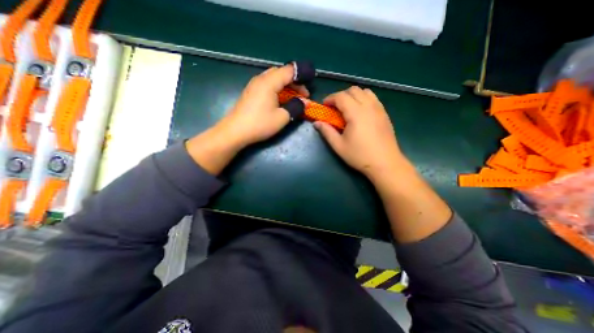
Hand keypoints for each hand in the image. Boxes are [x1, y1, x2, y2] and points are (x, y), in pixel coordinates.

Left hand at [217, 66, 310, 148]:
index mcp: (269, 82)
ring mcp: (253, 85)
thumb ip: (295, 107)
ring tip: (292, 98)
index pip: (289, 71)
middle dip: (294, 82)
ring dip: (285, 86)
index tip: (308, 91)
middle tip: (302, 95)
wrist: (235, 131)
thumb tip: (305, 103)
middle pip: (280, 73)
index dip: (301, 77)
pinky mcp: (250, 92)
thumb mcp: (282, 117)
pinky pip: (266, 85)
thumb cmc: (260, 124)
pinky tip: (279, 100)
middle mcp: (260, 79)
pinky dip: (276, 89)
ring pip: (273, 78)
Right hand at [313, 86, 406, 180]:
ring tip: (348, 108)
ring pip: (365, 91)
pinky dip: (364, 99)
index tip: (324, 106)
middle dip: (341, 95)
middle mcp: (368, 106)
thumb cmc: (360, 155)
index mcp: (356, 113)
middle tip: (335, 108)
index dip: (330, 98)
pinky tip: (360, 113)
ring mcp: (379, 109)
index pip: (341, 96)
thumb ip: (327, 132)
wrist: (385, 163)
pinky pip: (373, 98)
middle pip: (353, 90)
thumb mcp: (339, 146)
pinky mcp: (385, 114)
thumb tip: (316, 123)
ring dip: (353, 96)